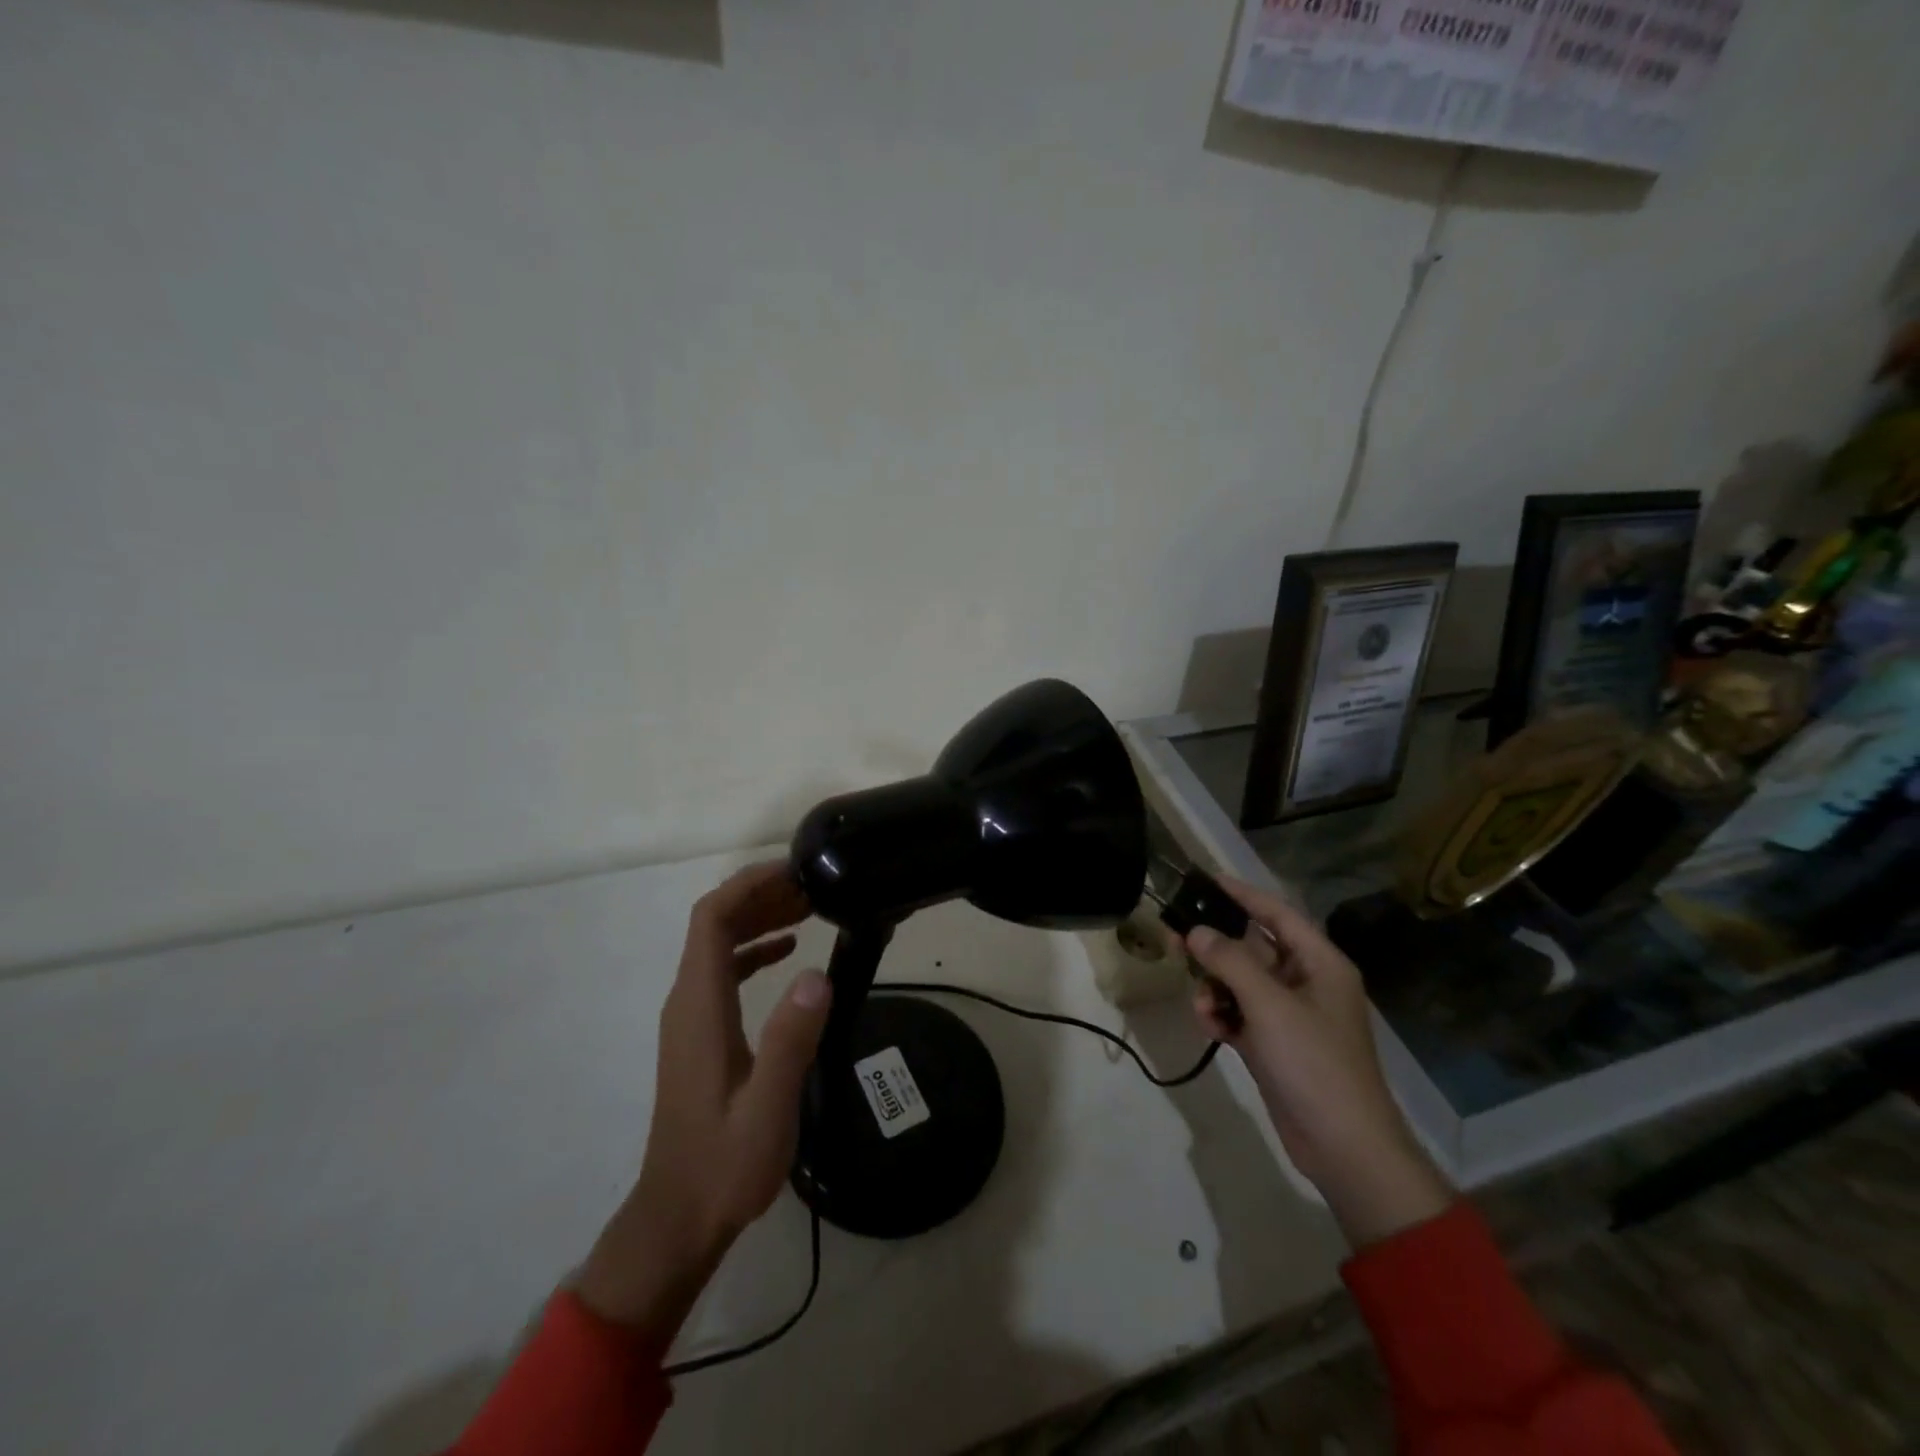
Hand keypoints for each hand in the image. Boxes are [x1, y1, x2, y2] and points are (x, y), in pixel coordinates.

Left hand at [576, 861, 831, 1337]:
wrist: (678, 1217)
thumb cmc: (725, 1163)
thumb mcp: (767, 1107)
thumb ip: (790, 1040)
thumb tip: (816, 974)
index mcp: (699, 1006)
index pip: (712, 918)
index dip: (748, 884)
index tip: (794, 870)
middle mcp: (687, 1001)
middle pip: (714, 923)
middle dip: (760, 894)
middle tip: (814, 886)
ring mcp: (691, 1017)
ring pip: (718, 944)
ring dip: (759, 918)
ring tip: (809, 908)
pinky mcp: (700, 1034)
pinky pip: (723, 971)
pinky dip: (754, 949)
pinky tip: (788, 952)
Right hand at [1182, 877, 1451, 1248]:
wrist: (1344, 1147)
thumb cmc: (1314, 1063)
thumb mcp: (1269, 1005)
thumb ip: (1229, 962)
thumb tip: (1196, 931)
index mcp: (1320, 964)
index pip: (1277, 914)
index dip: (1243, 895)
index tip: (1205, 880)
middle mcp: (1306, 983)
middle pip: (1253, 948)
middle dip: (1216, 946)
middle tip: (1175, 937)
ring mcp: (1290, 1016)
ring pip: (1240, 983)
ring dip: (1215, 989)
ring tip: (1201, 1006)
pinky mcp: (1275, 1044)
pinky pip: (1240, 1014)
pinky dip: (1222, 1016)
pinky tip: (1210, 1027)